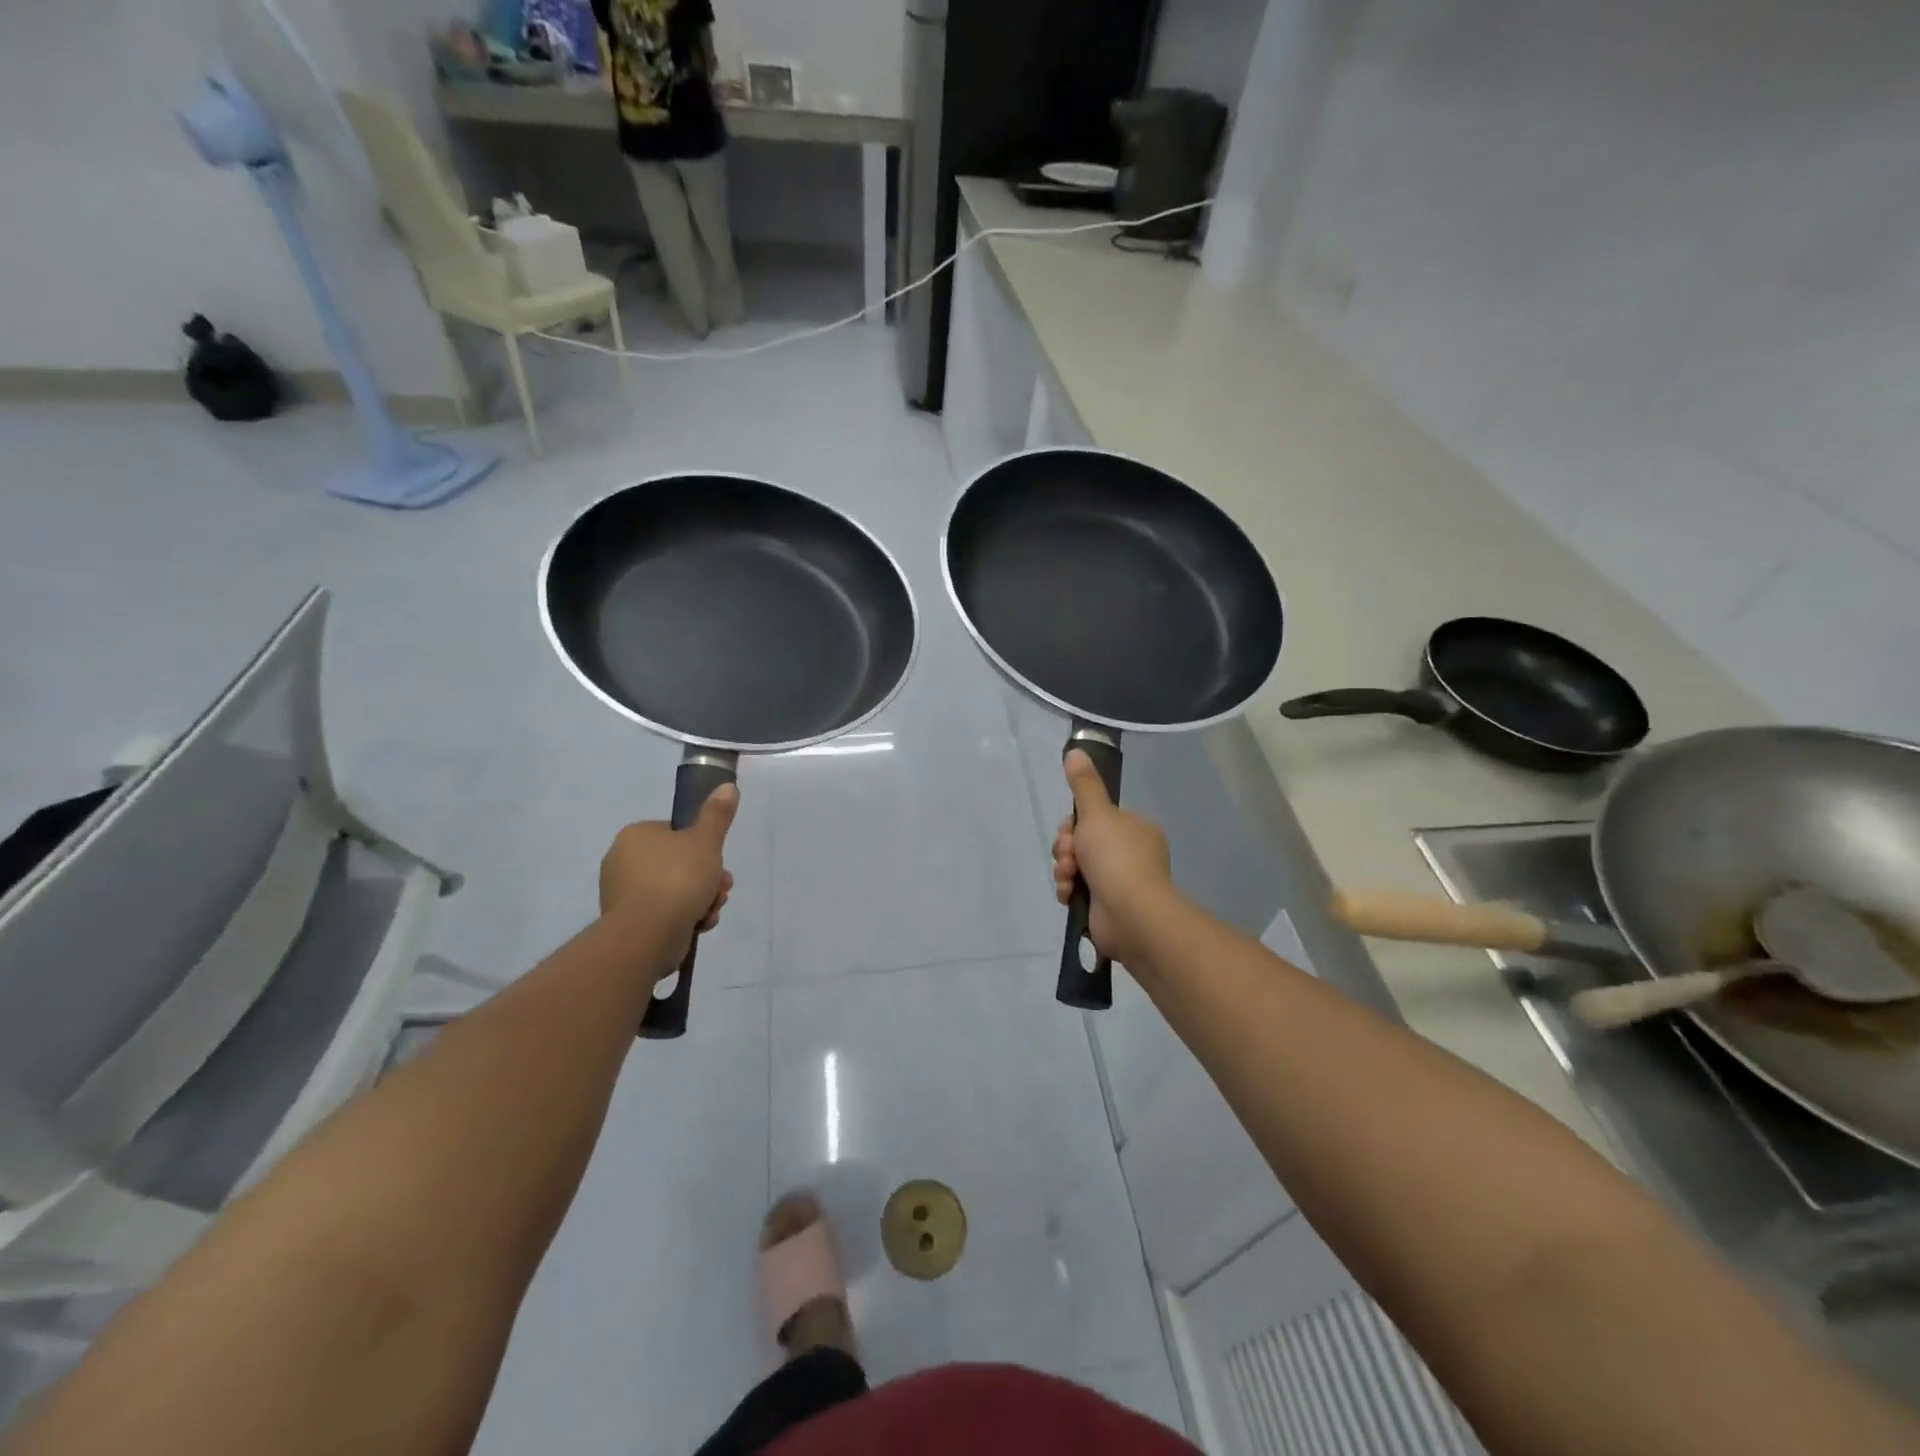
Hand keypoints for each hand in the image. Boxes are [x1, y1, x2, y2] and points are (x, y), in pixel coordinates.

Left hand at [599, 786, 738, 936]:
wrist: (648, 933)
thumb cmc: (678, 878)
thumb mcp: (706, 840)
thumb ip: (717, 814)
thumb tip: (727, 786)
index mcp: (636, 835)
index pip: (676, 834)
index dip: (704, 848)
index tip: (719, 863)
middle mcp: (622, 861)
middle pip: (678, 864)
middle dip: (706, 878)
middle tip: (721, 890)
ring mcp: (622, 893)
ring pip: (674, 890)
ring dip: (700, 899)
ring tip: (712, 910)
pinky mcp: (627, 922)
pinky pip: (663, 913)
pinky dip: (683, 917)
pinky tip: (699, 925)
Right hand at [1052, 751, 1174, 966]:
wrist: (1131, 915)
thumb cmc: (1117, 858)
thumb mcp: (1097, 813)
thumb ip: (1084, 784)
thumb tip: (1076, 750)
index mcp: (1134, 828)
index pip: (1094, 817)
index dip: (1074, 823)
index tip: (1070, 830)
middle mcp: (1129, 853)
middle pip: (1081, 841)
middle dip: (1067, 849)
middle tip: (1069, 856)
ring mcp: (1119, 881)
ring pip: (1076, 866)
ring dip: (1064, 870)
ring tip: (1068, 878)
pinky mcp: (1107, 906)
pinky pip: (1078, 890)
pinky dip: (1069, 890)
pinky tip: (1069, 895)